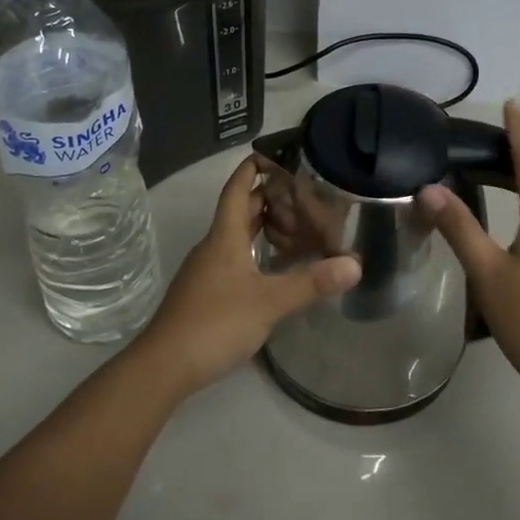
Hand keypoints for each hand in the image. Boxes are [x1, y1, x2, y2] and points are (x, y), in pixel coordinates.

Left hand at [135, 157, 360, 398]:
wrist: (165, 365)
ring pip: (234, 235)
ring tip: (293, 223)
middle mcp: (212, 247)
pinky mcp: (205, 293)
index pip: (237, 190)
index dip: (252, 169)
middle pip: (238, 211)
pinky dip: (253, 250)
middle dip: (265, 197)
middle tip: (300, 190)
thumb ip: (311, 283)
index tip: (274, 154)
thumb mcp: (269, 303)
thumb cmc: (215, 323)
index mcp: (224, 237)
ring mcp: (205, 270)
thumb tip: (354, 265)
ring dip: (260, 225)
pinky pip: (232, 258)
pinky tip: (272, 266)